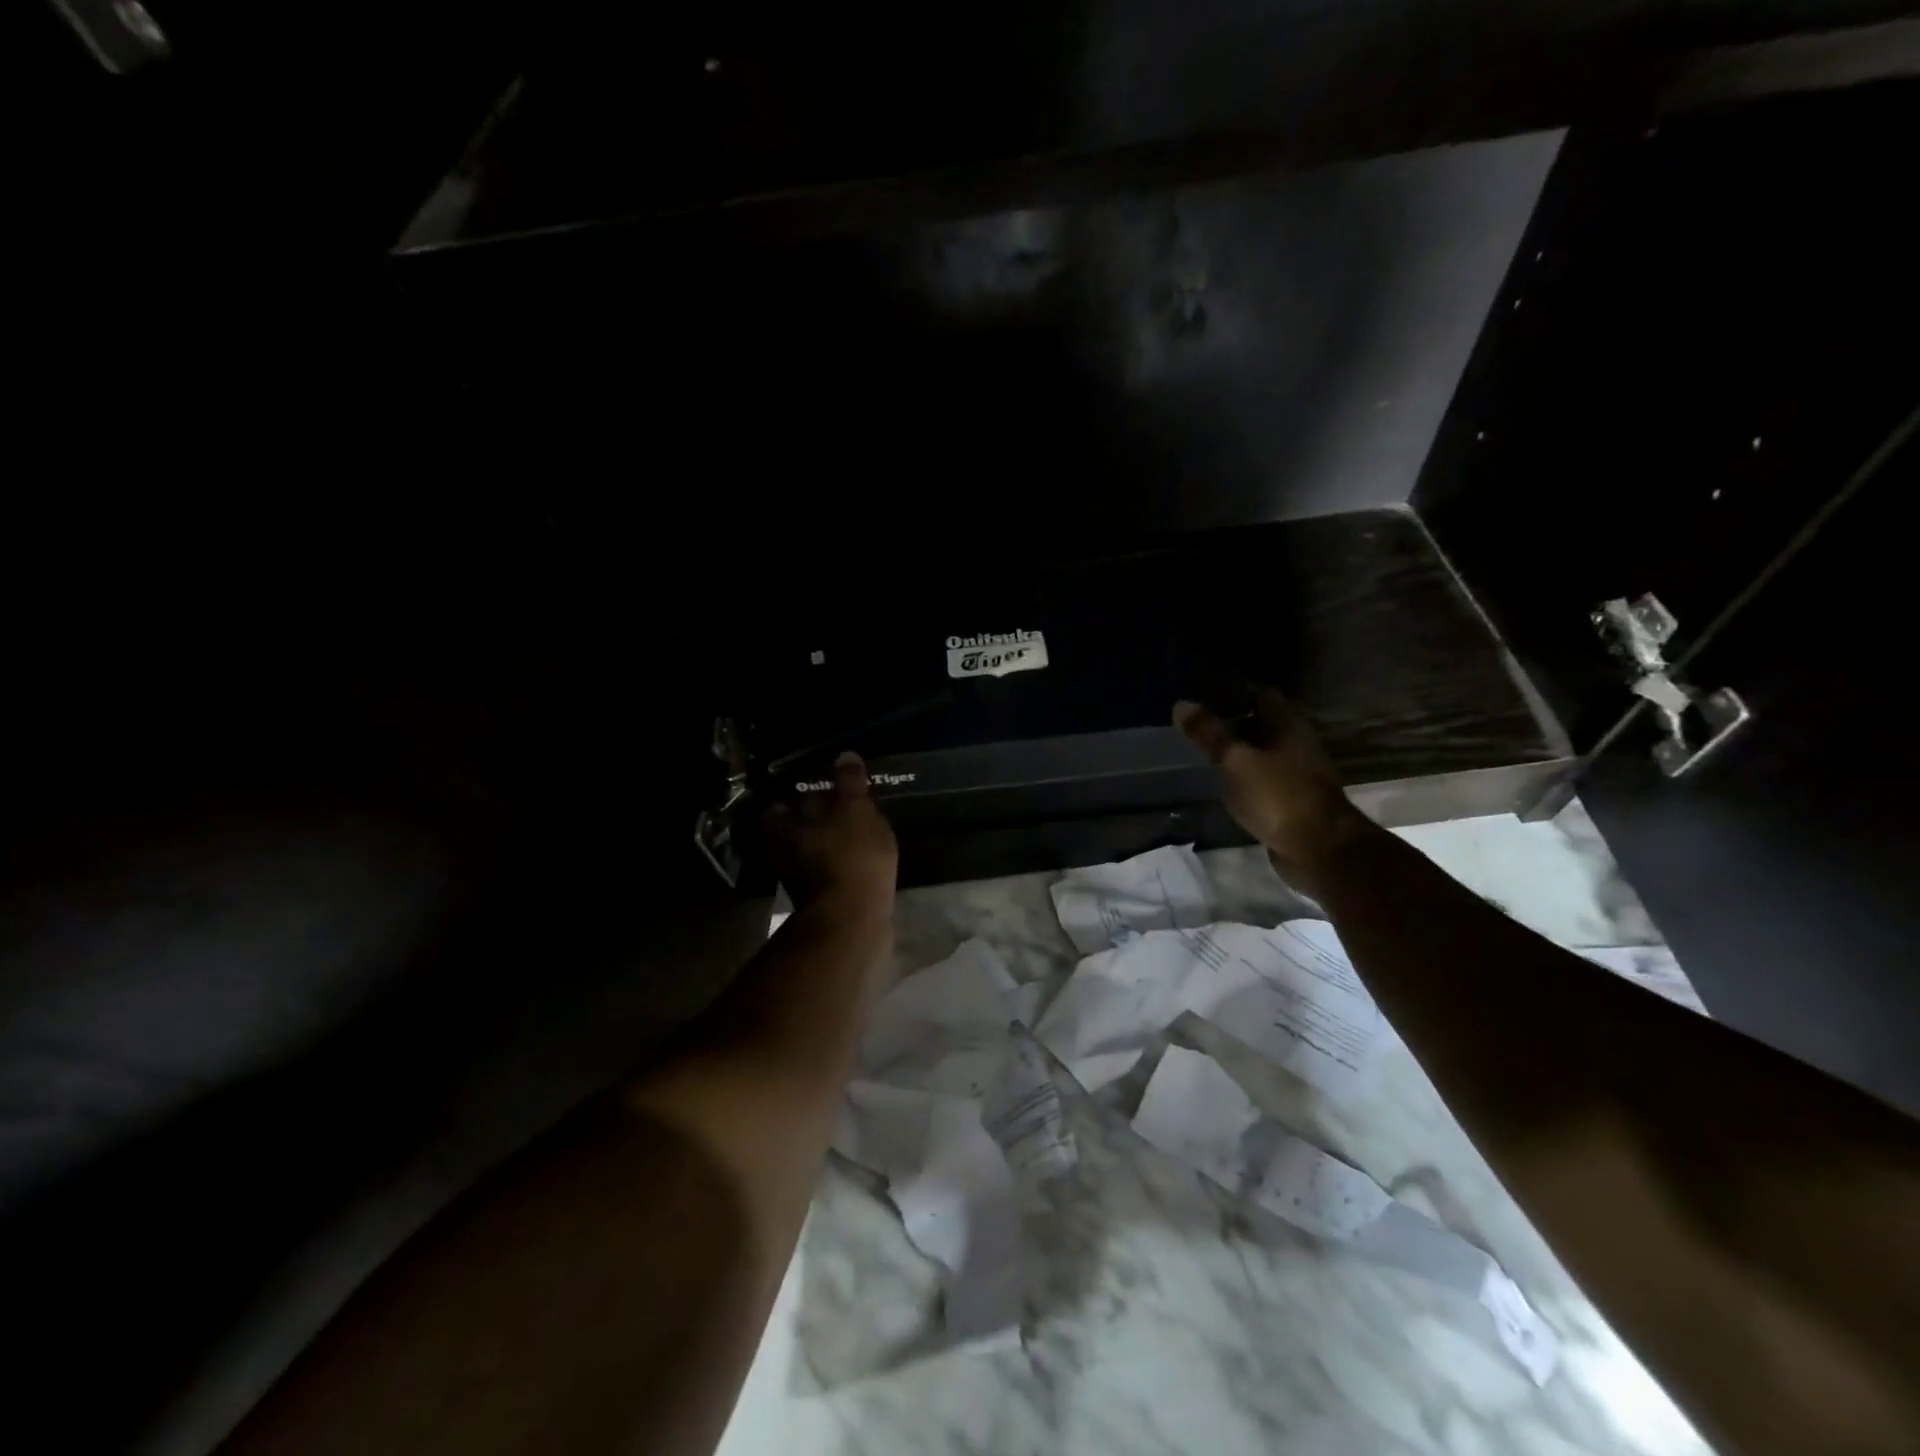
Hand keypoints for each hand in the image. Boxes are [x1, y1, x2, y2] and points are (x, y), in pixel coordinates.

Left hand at [763, 752, 898, 922]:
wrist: (854, 920)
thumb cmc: (852, 856)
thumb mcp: (856, 811)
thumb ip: (850, 784)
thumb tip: (845, 755)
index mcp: (784, 829)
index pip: (775, 810)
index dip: (787, 802)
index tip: (804, 793)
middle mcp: (784, 855)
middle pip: (790, 835)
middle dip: (805, 826)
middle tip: (829, 814)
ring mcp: (799, 883)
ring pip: (806, 858)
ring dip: (820, 850)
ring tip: (844, 838)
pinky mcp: (819, 905)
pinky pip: (824, 879)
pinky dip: (834, 871)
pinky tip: (853, 864)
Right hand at [1173, 689, 1375, 897]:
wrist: (1319, 849)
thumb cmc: (1278, 796)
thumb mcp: (1236, 761)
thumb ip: (1209, 734)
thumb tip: (1181, 704)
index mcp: (1287, 725)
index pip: (1260, 693)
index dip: (1232, 690)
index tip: (1202, 691)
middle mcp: (1296, 743)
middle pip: (1261, 722)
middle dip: (1231, 720)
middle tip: (1196, 721)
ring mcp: (1296, 773)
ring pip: (1261, 752)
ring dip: (1237, 750)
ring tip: (1202, 749)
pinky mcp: (1291, 799)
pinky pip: (1262, 778)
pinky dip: (1243, 775)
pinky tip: (1221, 781)